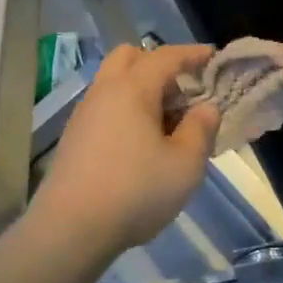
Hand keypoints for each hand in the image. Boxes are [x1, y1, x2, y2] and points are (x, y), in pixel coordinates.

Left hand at [29, 43, 219, 255]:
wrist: (70, 228)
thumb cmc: (135, 191)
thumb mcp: (185, 165)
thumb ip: (200, 130)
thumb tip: (206, 108)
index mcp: (132, 89)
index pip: (165, 56)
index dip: (192, 53)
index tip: (212, 56)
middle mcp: (103, 91)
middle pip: (129, 57)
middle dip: (158, 63)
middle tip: (184, 89)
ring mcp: (83, 114)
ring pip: (113, 83)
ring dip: (141, 88)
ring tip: (167, 120)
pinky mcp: (73, 138)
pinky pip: (105, 107)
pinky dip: (125, 109)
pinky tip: (140, 142)